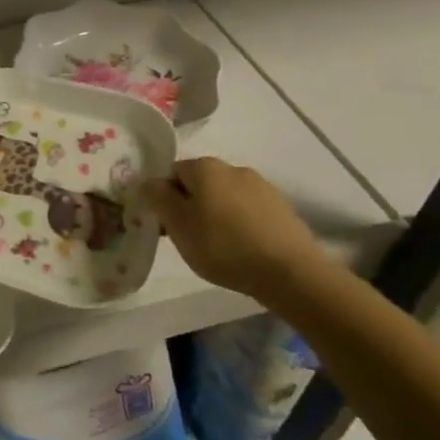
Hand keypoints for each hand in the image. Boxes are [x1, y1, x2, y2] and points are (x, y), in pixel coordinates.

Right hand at [141, 157, 324, 299]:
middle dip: (192, 206)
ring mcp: (262, 188)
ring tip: (220, 249)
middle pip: (201, 184)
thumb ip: (157, 198)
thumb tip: (148, 182)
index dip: (165, 198)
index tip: (168, 225)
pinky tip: (244, 250)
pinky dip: (242, 226)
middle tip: (190, 238)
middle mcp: (234, 168)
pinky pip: (250, 213)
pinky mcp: (283, 210)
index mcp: (205, 166)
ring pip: (226, 198)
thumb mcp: (178, 224)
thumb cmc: (224, 246)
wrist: (291, 273)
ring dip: (217, 216)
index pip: (172, 173)